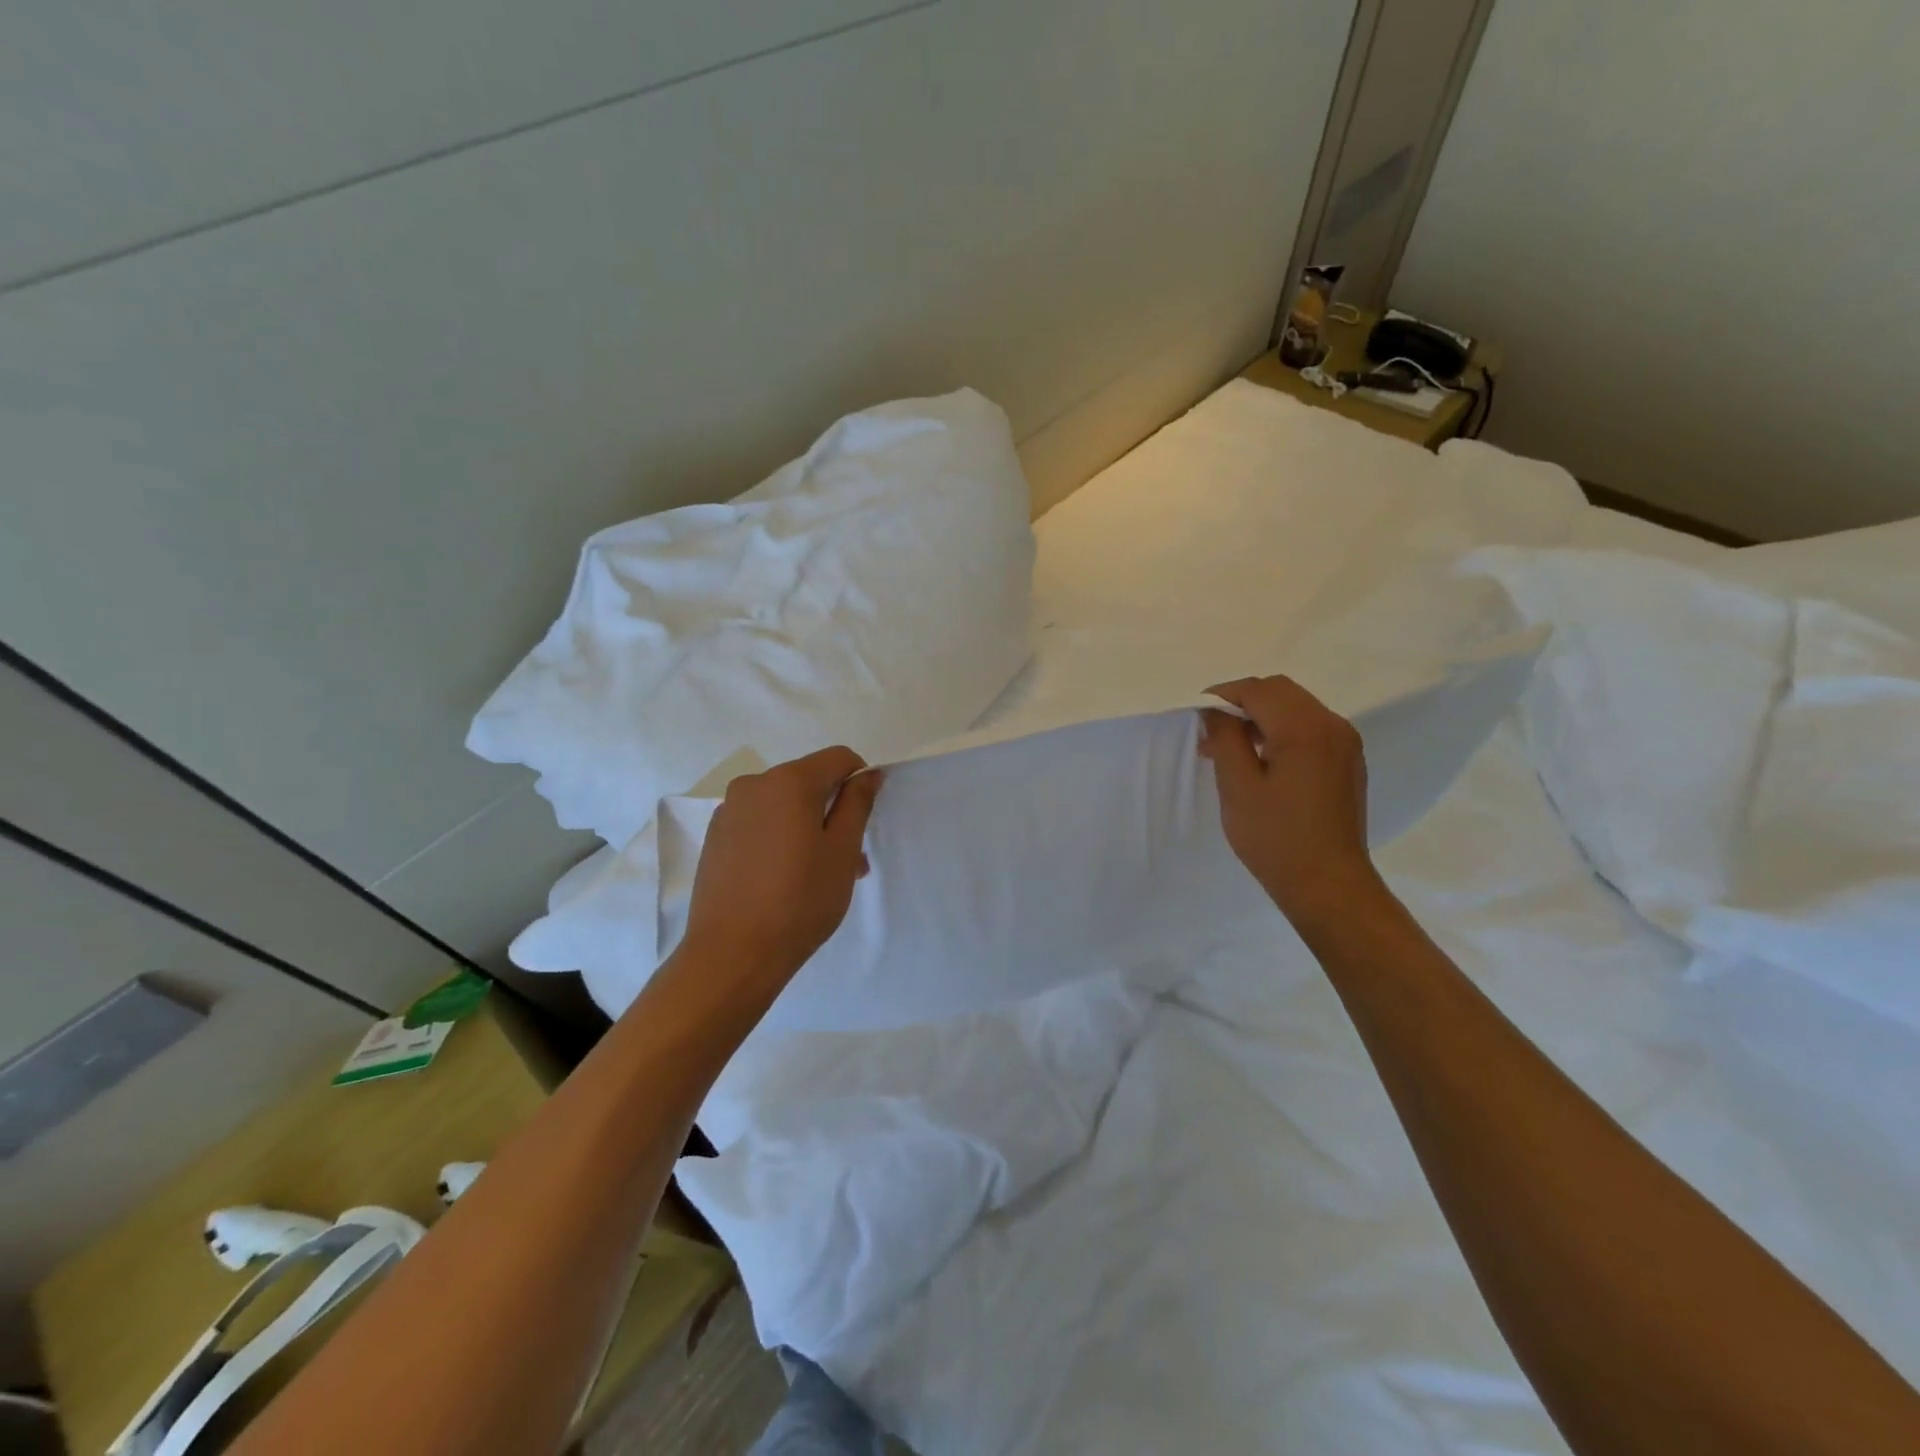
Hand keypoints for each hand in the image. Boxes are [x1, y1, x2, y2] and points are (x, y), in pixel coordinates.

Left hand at [679, 747, 882, 990]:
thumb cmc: (799, 900)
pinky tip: (784, 879)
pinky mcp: (715, 837)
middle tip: (850, 860)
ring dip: (808, 828)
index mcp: (789, 781)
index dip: (860, 781)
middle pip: (808, 781)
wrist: (732, 953)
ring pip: (783, 805)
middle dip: (834, 811)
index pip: (839, 758)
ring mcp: (729, 811)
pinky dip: (780, 838)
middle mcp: (754, 785)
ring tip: (819, 876)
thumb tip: (867, 774)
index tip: (865, 821)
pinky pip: (759, 823)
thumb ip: (857, 804)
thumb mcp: (842, 851)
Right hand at [1198, 676, 1382, 926]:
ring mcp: (1345, 743)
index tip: (1197, 714)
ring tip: (1231, 747)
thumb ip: (1225, 739)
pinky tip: (1262, 760)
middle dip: (1242, 702)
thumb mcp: (1238, 787)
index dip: (1223, 695)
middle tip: (1212, 731)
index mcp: (1305, 729)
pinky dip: (1282, 731)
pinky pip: (1310, 728)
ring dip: (1261, 716)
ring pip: (1296, 707)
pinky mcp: (1348, 761)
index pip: (1258, 690)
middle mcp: (1332, 725)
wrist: (1328, 884)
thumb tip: (1215, 711)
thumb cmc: (1276, 838)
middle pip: (1280, 691)